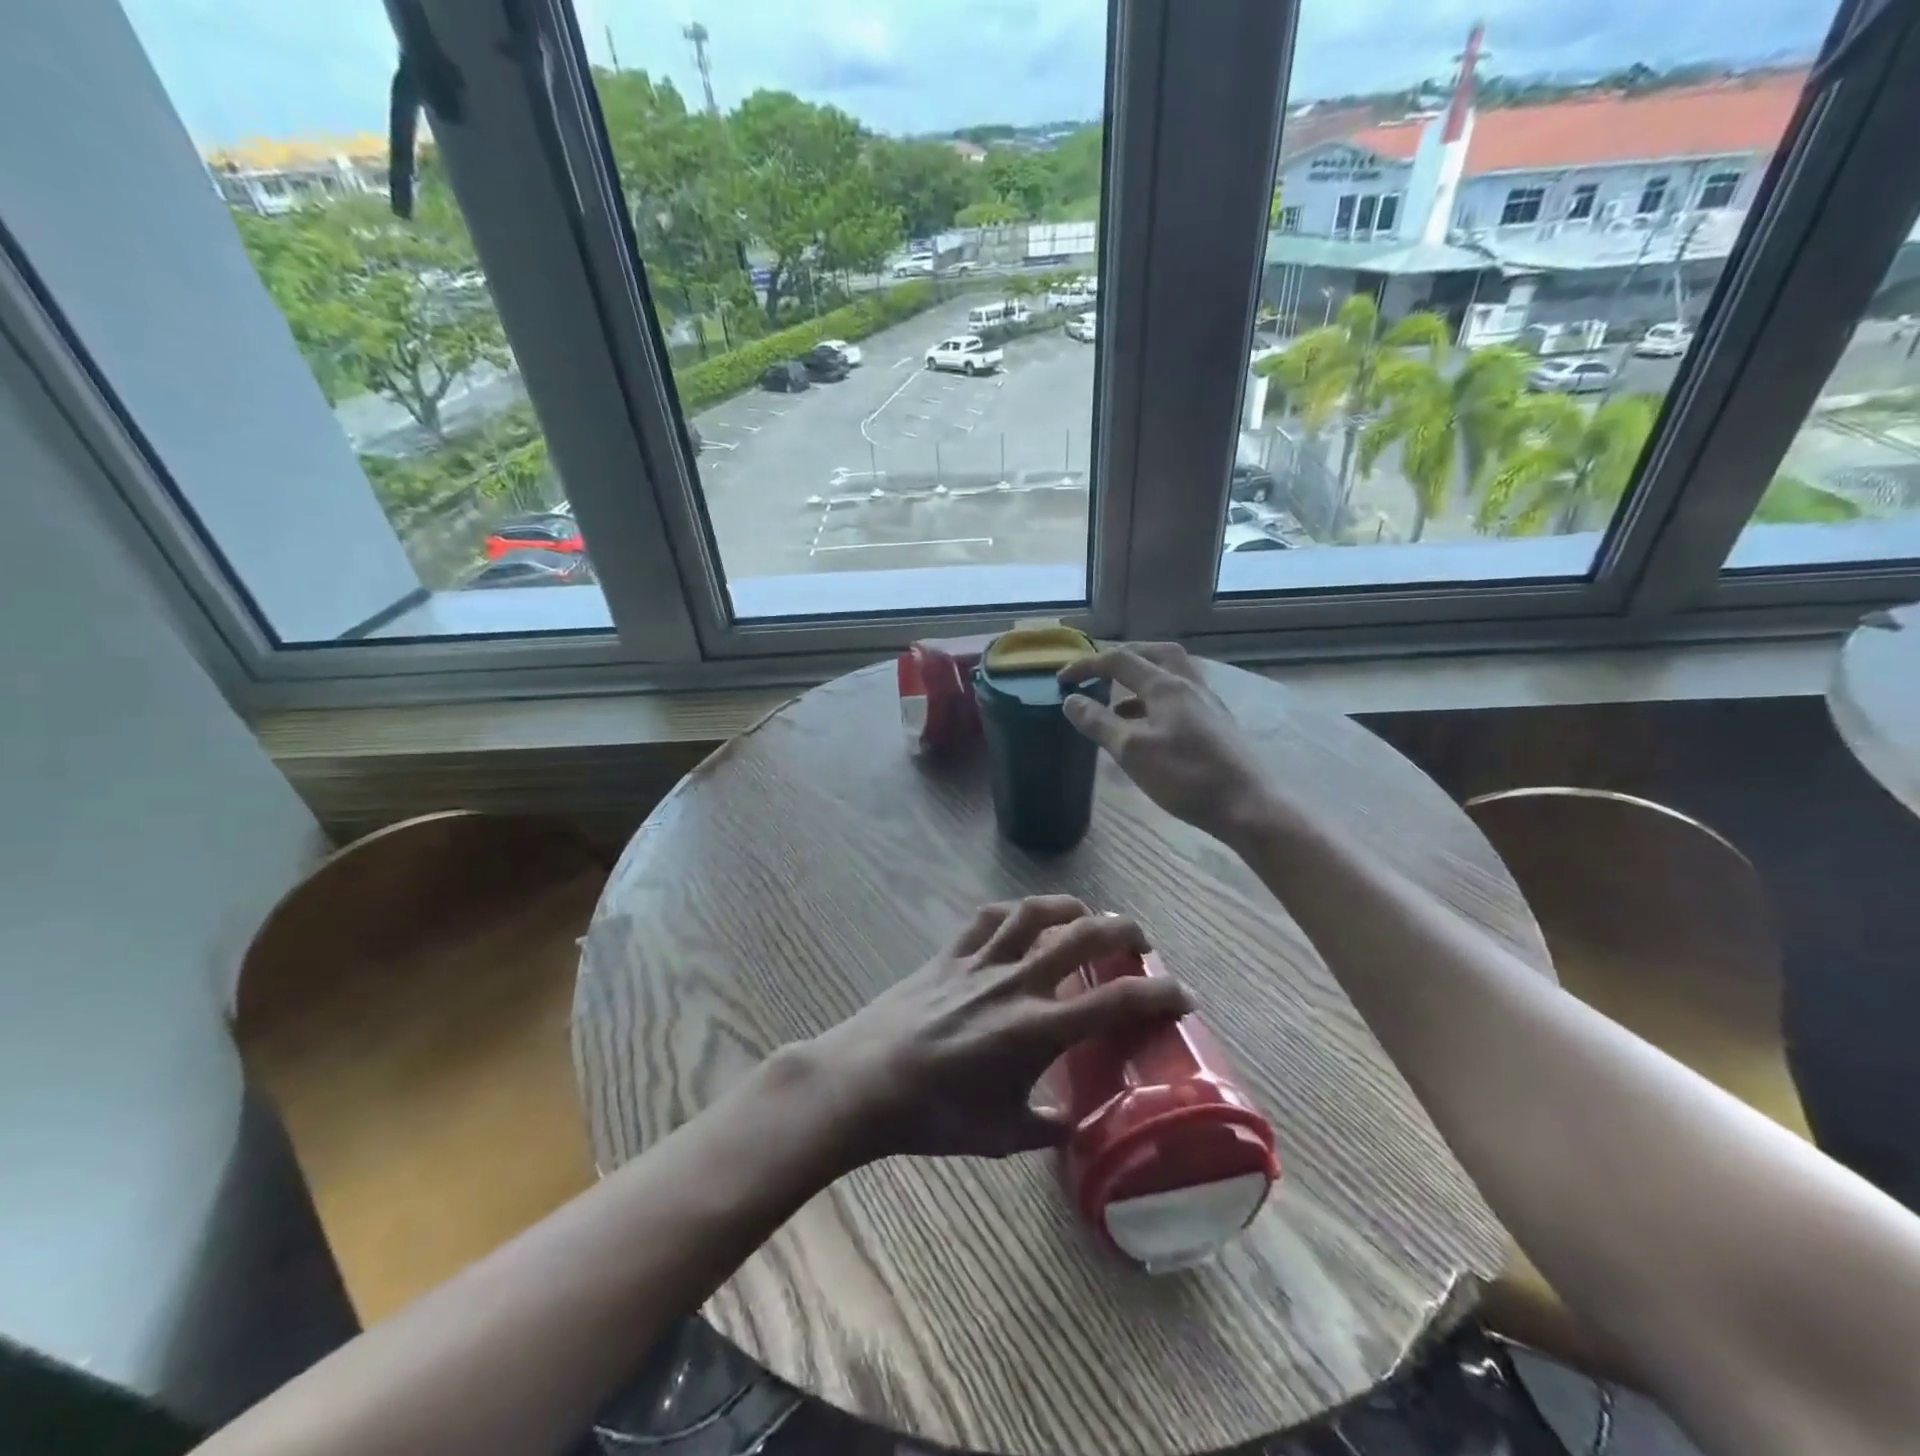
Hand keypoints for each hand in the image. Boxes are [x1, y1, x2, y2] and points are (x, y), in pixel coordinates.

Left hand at [806, 896, 1191, 1164]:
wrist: (865, 1082)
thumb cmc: (935, 1115)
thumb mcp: (1001, 1135)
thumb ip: (1046, 1127)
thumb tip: (1071, 1124)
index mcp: (1038, 1028)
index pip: (1116, 1000)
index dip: (1159, 993)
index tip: (1181, 995)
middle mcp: (1017, 982)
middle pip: (1084, 936)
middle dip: (1124, 931)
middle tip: (1140, 943)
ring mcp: (981, 961)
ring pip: (1036, 913)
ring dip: (1071, 908)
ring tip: (1087, 916)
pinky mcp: (949, 953)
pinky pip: (989, 917)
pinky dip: (1014, 912)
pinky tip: (1023, 919)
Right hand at [1058, 643, 1274, 843]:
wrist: (1248, 805)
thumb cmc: (1186, 776)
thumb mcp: (1132, 751)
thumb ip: (1099, 723)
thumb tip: (1071, 701)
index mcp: (1166, 685)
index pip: (1119, 660)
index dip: (1086, 666)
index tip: (1061, 680)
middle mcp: (1189, 684)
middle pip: (1155, 654)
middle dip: (1123, 657)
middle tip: (1099, 671)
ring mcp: (1208, 703)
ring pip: (1172, 674)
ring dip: (1142, 677)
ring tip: (1117, 700)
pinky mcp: (1217, 723)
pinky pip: (1181, 696)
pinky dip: (1157, 699)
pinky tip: (1148, 725)